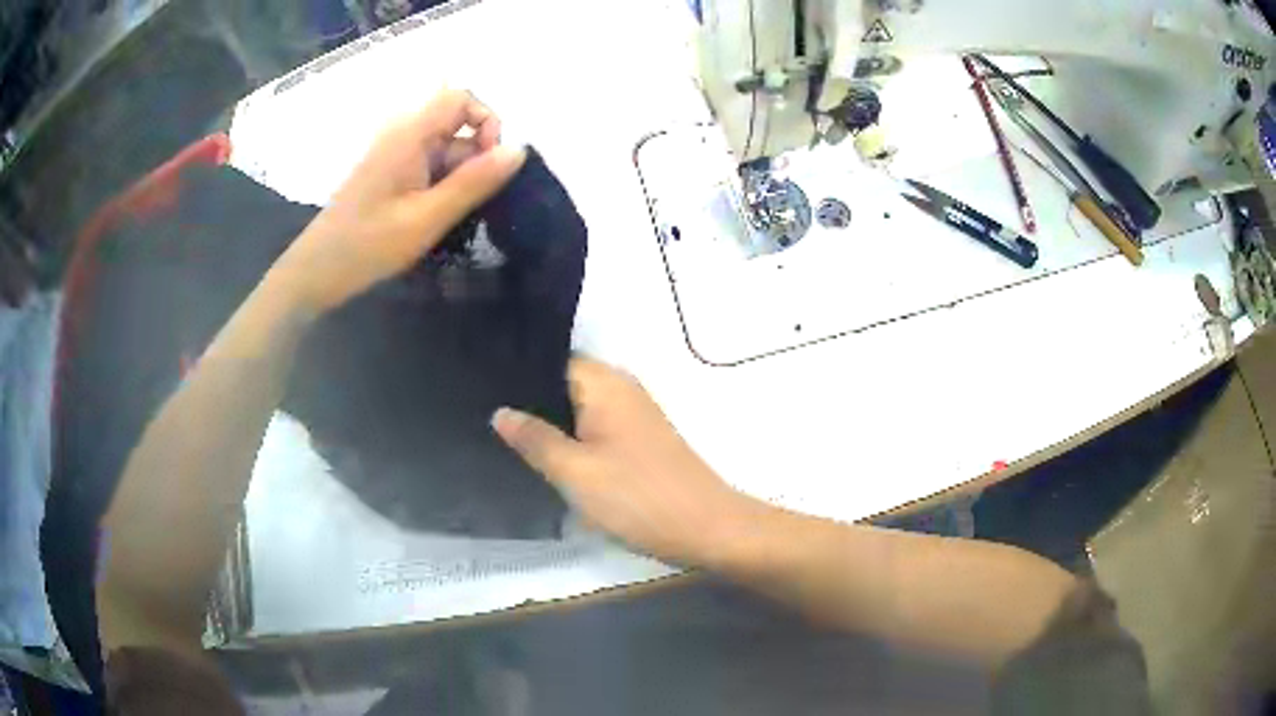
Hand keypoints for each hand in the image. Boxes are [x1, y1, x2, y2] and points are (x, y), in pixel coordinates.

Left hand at [268, 89, 525, 314]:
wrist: (318, 271)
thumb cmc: (369, 245)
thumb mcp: (428, 217)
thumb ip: (475, 182)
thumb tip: (520, 149)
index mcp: (410, 134)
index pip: (461, 98)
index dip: (486, 121)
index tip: (490, 164)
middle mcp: (403, 134)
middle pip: (457, 124)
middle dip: (475, 157)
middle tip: (469, 201)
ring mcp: (395, 153)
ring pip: (446, 148)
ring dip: (459, 176)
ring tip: (450, 217)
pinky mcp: (390, 172)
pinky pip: (429, 164)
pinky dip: (442, 185)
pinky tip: (435, 217)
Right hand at [493, 357, 758, 565]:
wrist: (705, 529)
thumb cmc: (637, 497)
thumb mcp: (574, 471)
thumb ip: (534, 438)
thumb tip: (500, 411)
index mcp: (604, 383)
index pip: (551, 360)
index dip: (516, 373)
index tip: (480, 387)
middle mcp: (620, 389)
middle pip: (563, 383)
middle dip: (528, 400)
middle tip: (483, 415)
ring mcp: (632, 416)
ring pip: (577, 409)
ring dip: (549, 423)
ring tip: (502, 435)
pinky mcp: (638, 441)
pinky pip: (593, 429)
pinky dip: (570, 439)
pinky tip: (544, 456)